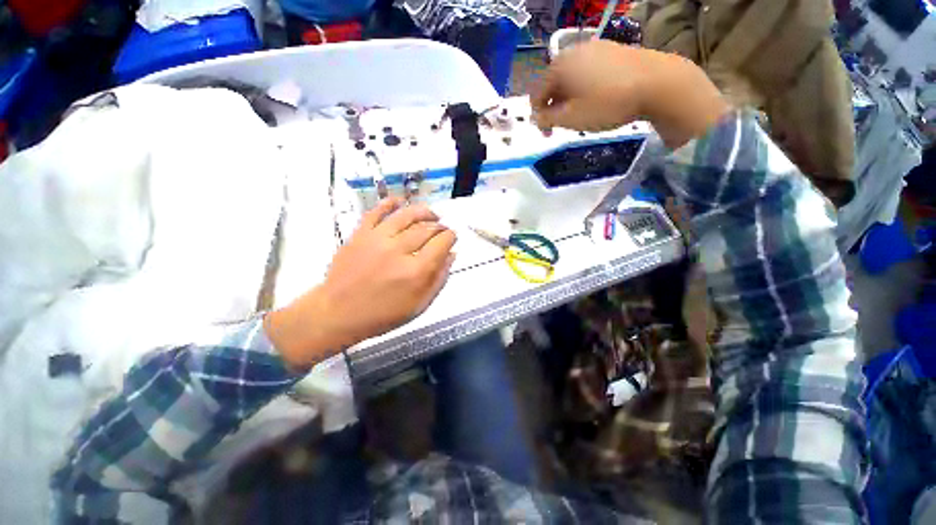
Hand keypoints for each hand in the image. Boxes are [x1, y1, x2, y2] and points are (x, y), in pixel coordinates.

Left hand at [265, 198, 455, 368]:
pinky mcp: (360, 234)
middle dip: (440, 226)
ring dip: (423, 211)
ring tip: (431, 214)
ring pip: (407, 214)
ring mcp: (378, 239)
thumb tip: (451, 254)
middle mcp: (399, 250)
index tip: (452, 238)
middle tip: (442, 230)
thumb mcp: (420, 305)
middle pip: (427, 228)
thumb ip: (439, 279)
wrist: (338, 313)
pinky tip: (401, 202)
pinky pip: (378, 211)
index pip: (442, 242)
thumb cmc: (383, 314)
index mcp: (416, 271)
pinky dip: (391, 202)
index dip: (451, 237)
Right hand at [531, 40, 730, 148]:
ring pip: (571, 78)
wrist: (657, 82)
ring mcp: (594, 47)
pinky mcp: (611, 50)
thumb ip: (547, 119)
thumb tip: (535, 117)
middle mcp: (573, 51)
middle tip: (563, 125)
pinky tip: (596, 99)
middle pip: (554, 84)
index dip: (538, 116)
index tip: (547, 133)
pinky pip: (588, 72)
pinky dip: (584, 88)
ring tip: (580, 114)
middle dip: (554, 107)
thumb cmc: (607, 103)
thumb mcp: (571, 118)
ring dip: (569, 98)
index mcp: (559, 66)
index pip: (537, 93)